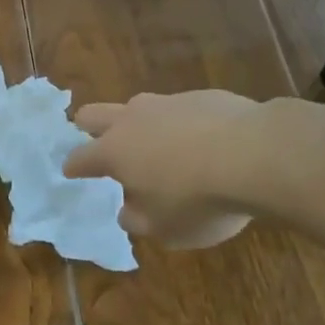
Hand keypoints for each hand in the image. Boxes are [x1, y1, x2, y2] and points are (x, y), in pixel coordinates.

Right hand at [63, 90, 265, 249]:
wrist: (255, 154)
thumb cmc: (199, 199)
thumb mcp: (164, 228)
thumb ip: (137, 219)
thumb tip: (127, 209)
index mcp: (115, 152)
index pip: (80, 157)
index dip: (73, 166)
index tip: (70, 171)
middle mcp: (133, 119)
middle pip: (95, 113)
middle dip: (89, 127)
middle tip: (95, 142)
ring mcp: (167, 102)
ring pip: (139, 107)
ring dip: (139, 125)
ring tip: (158, 147)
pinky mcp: (201, 96)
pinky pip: (179, 109)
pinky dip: (181, 125)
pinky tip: (203, 142)